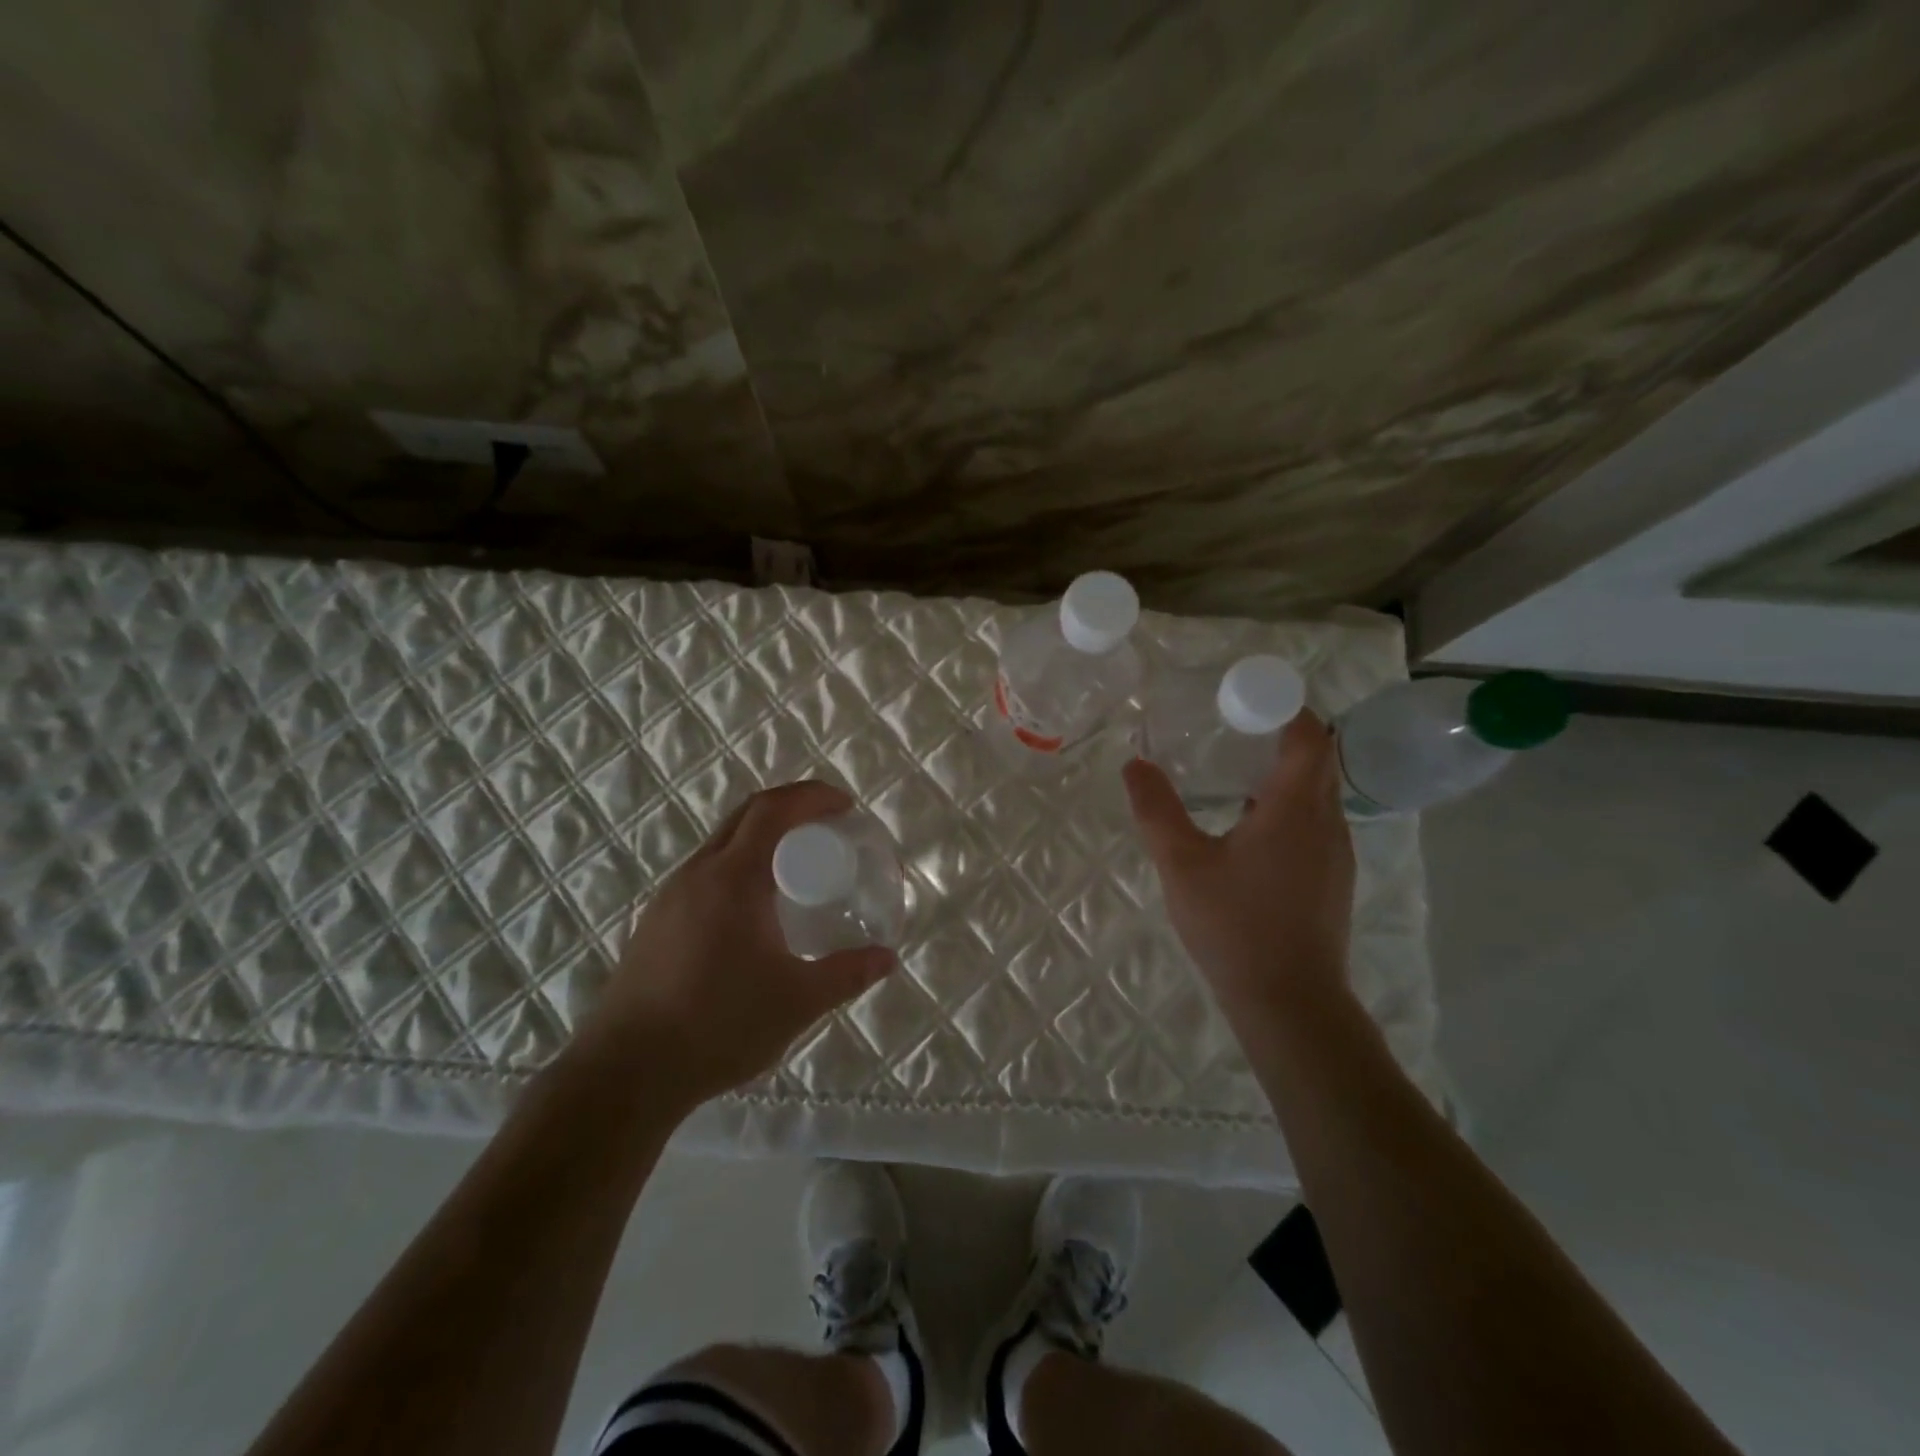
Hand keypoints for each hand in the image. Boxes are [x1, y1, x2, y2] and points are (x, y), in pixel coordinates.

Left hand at [577, 781, 897, 1109]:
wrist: (627, 1072)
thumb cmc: (718, 1025)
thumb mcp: (797, 1001)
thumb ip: (847, 974)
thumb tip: (888, 958)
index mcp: (733, 878)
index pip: (773, 810)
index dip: (812, 796)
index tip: (845, 807)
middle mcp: (698, 874)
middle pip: (746, 816)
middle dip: (791, 808)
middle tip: (828, 828)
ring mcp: (670, 897)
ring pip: (722, 843)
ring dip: (762, 837)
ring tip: (796, 866)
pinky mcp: (656, 922)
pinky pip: (706, 872)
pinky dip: (740, 865)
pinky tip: (754, 909)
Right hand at [1123, 712, 1355, 1022]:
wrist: (1290, 1003)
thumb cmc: (1235, 926)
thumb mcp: (1181, 863)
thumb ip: (1156, 810)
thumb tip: (1134, 764)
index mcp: (1296, 807)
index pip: (1308, 734)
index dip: (1282, 707)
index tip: (1243, 700)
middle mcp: (1327, 822)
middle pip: (1316, 759)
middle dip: (1277, 736)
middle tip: (1229, 730)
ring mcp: (1336, 854)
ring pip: (1317, 794)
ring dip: (1282, 774)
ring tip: (1232, 774)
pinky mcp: (1333, 880)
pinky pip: (1315, 823)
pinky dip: (1287, 807)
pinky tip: (1246, 830)